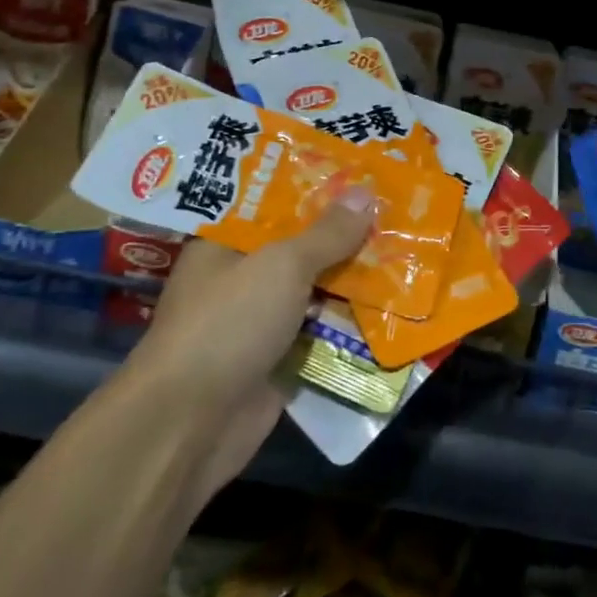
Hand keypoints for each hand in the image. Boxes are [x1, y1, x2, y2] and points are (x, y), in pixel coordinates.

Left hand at [135, 180, 375, 503]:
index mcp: (226, 243)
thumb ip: (327, 233)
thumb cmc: (228, 323)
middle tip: (397, 207)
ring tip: (407, 247)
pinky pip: (320, 331)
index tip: (359, 171)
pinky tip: (394, 302)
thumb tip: (365, 192)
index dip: (315, 187)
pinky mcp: (277, 360)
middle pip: (300, 246)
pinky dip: (350, 320)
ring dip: (354, 277)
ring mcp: (259, 321)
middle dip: (345, 232)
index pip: (274, 203)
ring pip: (315, 289)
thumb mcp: (282, 265)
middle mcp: (241, 278)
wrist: (190, 425)